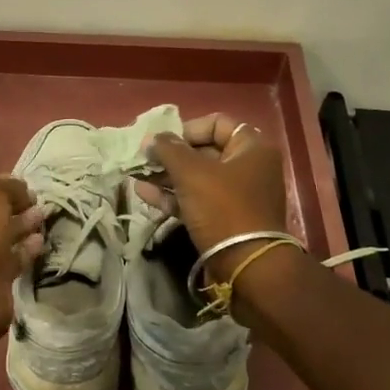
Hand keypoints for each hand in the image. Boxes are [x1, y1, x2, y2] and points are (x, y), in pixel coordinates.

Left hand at [0, 175, 44, 358]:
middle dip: (13, 207)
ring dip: (22, 227)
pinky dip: (25, 250)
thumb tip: (22, 189)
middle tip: (37, 201)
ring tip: (43, 217)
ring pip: (0, 237)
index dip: (1, 185)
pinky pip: (10, 259)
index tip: (26, 186)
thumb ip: (7, 186)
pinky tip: (40, 241)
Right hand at [135, 113, 289, 279]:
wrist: (246, 266)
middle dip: (171, 155)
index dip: (186, 129)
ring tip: (137, 174)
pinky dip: (172, 196)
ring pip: (197, 178)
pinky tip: (143, 193)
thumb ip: (169, 150)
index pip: (217, 123)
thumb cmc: (222, 208)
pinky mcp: (224, 219)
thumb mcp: (192, 174)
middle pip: (204, 151)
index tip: (163, 142)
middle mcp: (248, 168)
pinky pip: (196, 200)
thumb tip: (153, 138)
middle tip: (144, 159)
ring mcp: (237, 196)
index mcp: (251, 148)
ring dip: (167, 176)